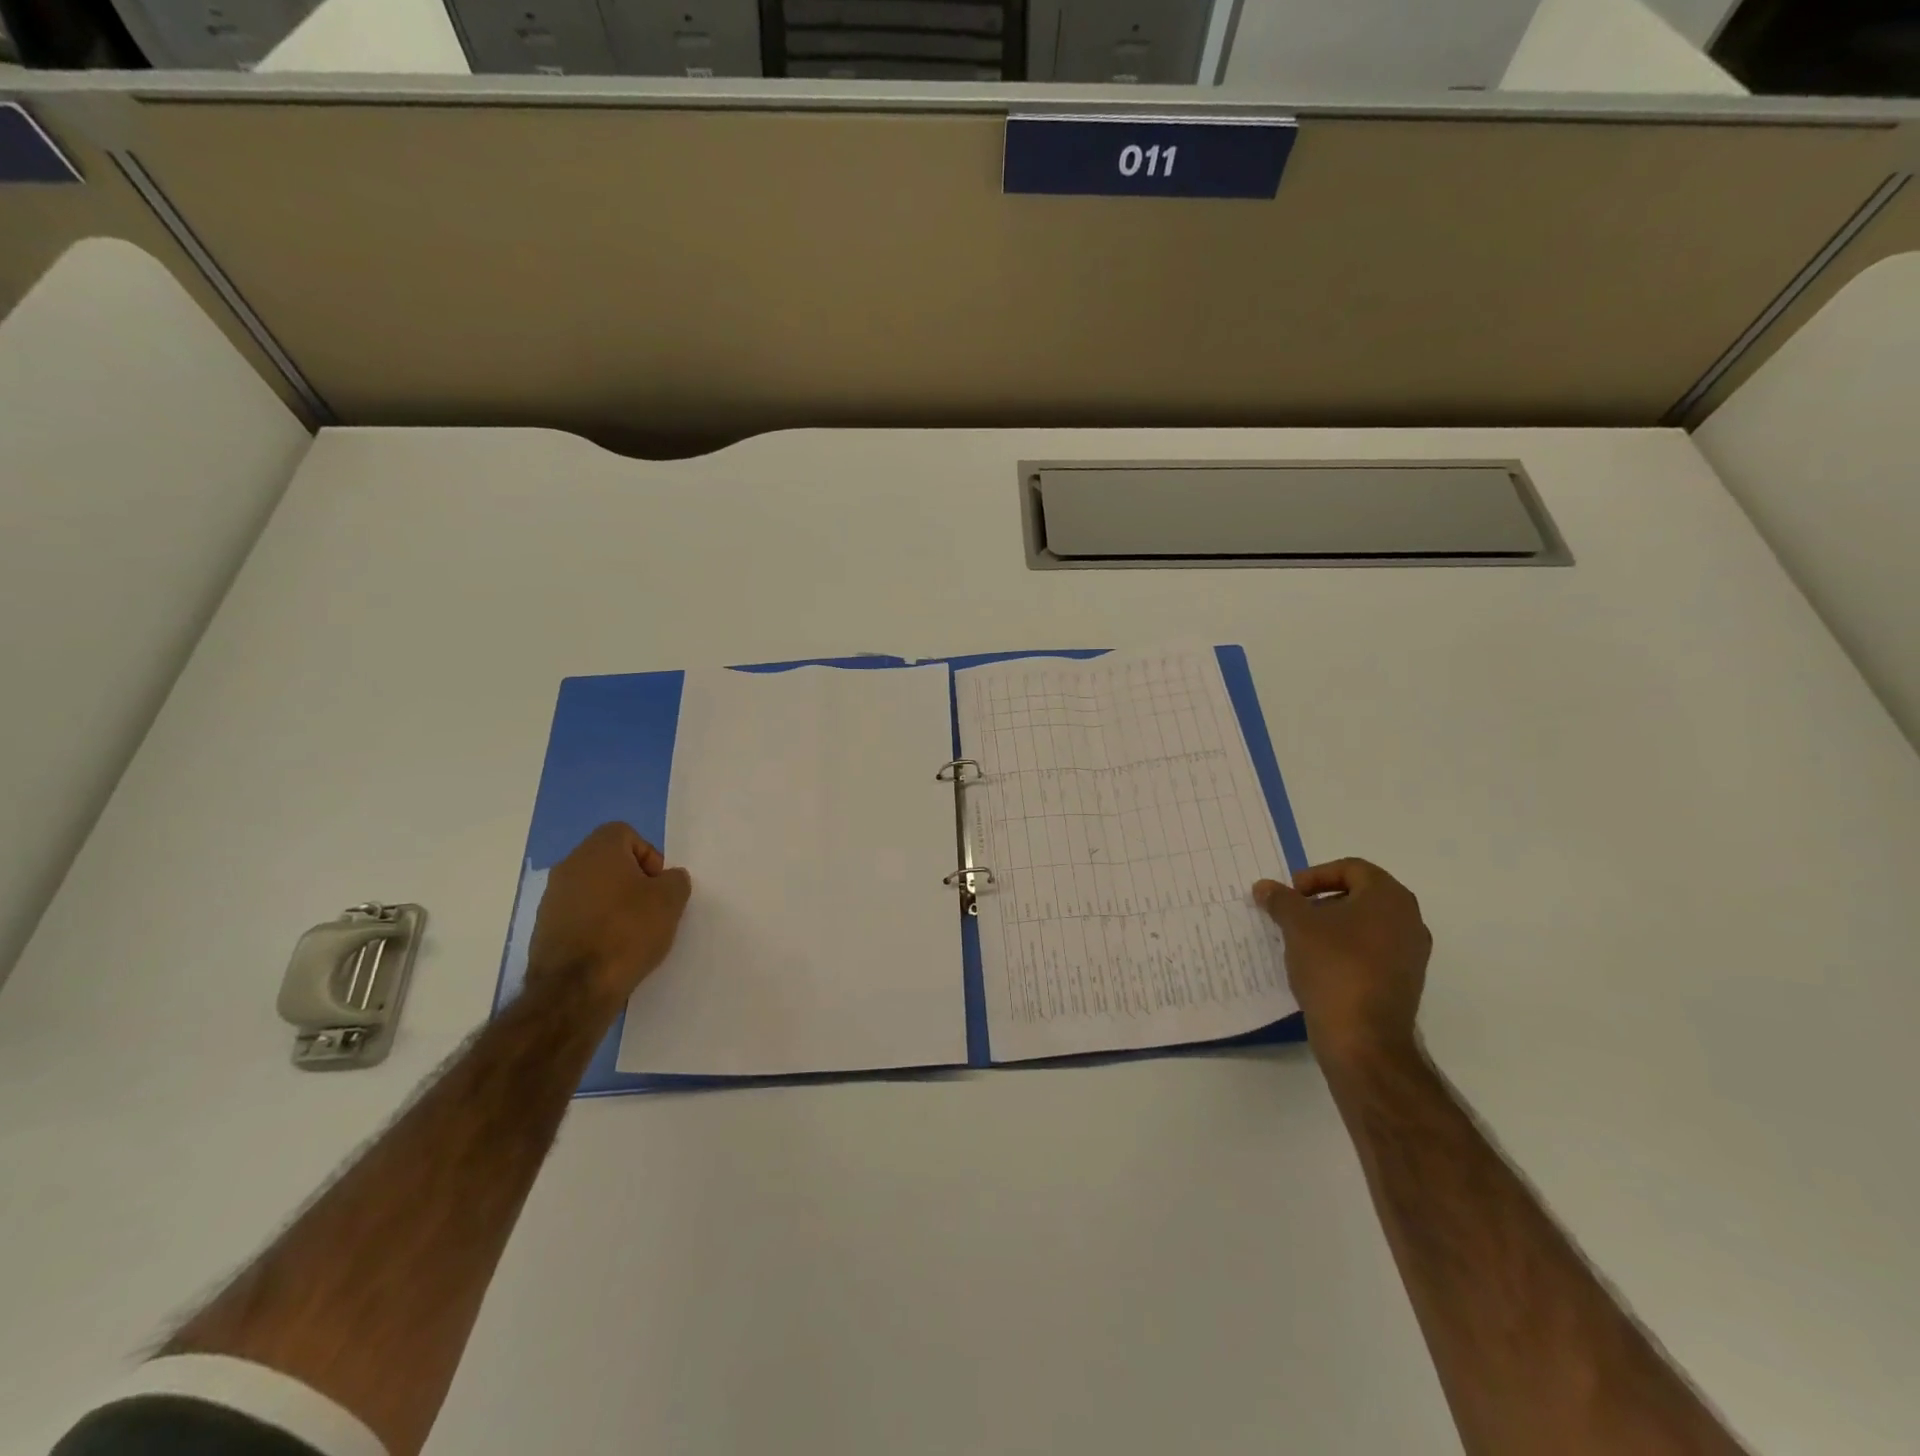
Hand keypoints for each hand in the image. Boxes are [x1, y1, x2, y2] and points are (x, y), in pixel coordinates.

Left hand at [526, 823, 692, 1007]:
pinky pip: (578, 915)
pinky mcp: (543, 929)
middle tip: (650, 908)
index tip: (658, 885)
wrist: (575, 988)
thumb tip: (666, 880)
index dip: (648, 855)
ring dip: (612, 903)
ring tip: (631, 934)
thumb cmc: (628, 931)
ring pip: (592, 889)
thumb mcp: (671, 900)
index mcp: (598, 850)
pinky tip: (609, 950)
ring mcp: (551, 898)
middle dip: (632, 880)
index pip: (626, 834)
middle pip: (608, 861)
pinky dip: (595, 925)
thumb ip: (675, 880)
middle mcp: (569, 866)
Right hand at [1254, 859, 1430, 1071]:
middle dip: (1322, 900)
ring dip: (1332, 926)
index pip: (1352, 868)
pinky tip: (1318, 966)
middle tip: (1293, 914)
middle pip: (1360, 895)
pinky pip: (1371, 952)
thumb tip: (1265, 886)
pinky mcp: (1403, 981)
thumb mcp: (1297, 925)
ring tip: (1300, 941)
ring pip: (1365, 925)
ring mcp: (1410, 953)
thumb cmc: (1333, 967)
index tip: (1291, 894)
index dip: (1316, 875)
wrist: (1363, 1038)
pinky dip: (1345, 950)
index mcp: (1389, 898)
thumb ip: (1281, 900)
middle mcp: (1409, 920)